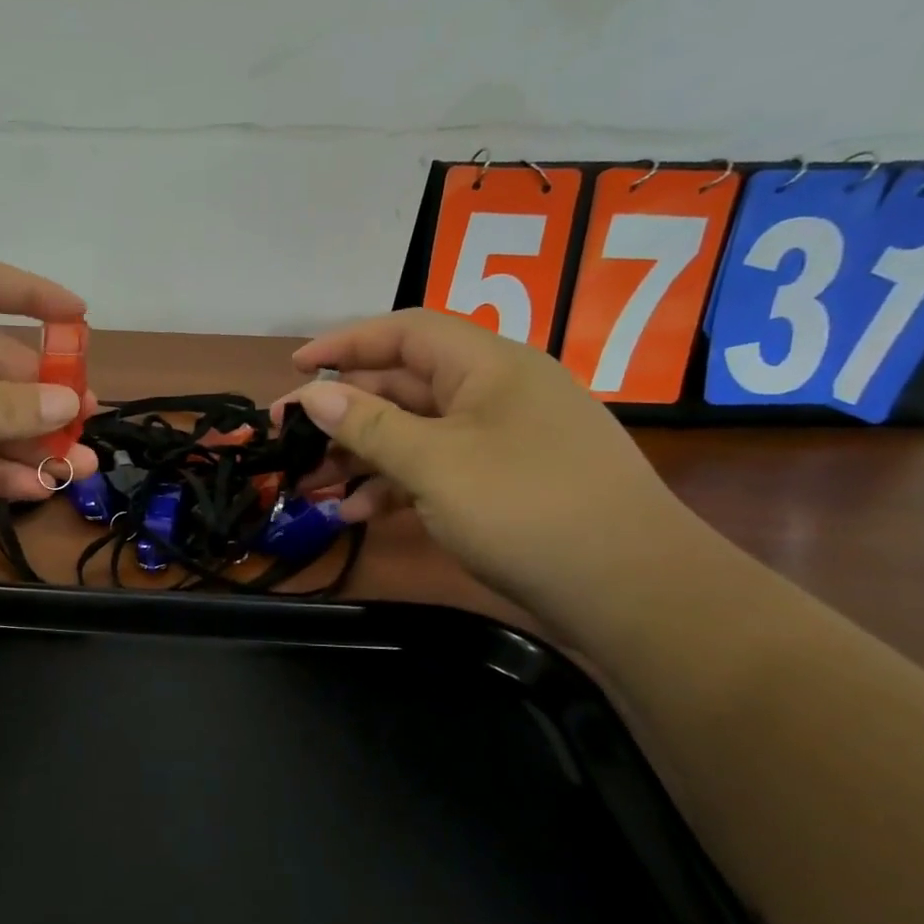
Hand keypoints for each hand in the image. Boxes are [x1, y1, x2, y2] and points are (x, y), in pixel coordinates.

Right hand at [284, 309, 689, 617]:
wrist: (633, 592)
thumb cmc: (527, 509)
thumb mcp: (435, 464)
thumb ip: (369, 426)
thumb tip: (313, 396)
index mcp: (488, 366)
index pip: (405, 332)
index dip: (346, 343)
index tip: (295, 368)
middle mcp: (495, 393)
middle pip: (404, 385)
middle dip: (343, 411)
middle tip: (290, 439)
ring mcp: (501, 441)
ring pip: (415, 433)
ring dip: (361, 455)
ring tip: (310, 484)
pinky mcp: (504, 485)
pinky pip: (436, 470)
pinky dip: (394, 486)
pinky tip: (357, 513)